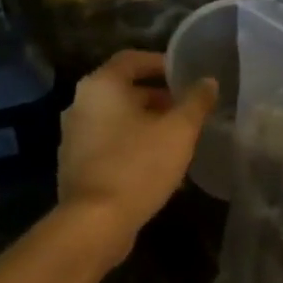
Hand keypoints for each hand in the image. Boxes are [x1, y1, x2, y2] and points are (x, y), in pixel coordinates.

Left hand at [57, 50, 216, 262]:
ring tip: (178, 138)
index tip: (185, 75)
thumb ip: (196, 102)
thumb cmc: (138, 165)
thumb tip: (208, 82)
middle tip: (187, 109)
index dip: (160, 63)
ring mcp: (74, 136)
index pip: (131, 59)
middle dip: (157, 98)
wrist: (95, 222)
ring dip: (146, 124)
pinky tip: (157, 165)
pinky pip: (109, 144)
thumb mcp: (179, 131)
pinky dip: (132, 145)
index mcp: (101, 86)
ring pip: (117, 120)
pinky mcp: (76, 165)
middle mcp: (80, 104)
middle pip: (123, 90)